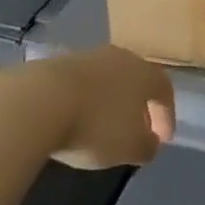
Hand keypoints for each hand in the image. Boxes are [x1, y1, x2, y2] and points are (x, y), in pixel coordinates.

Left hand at [30, 45, 176, 170]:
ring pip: (107, 80)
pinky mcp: (56, 65)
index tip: (162, 139)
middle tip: (136, 130)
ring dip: (109, 102)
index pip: (164, 89)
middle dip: (138, 106)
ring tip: (103, 128)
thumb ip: (147, 145)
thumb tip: (150, 142)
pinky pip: (80, 85)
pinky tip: (75, 120)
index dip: (167, 115)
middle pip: (135, 79)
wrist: (38, 102)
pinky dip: (84, 102)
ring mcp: (86, 57)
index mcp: (143, 72)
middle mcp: (118, 57)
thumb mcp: (130, 147)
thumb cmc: (96, 125)